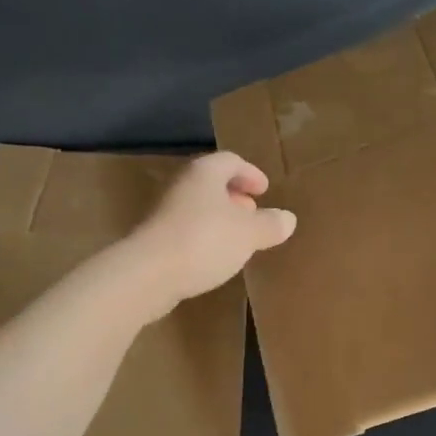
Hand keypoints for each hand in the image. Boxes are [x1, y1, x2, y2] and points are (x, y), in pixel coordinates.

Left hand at [115, 152, 296, 319]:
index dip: (250, 173)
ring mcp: (164, 212)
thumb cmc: (204, 241)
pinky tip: (214, 257)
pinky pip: (187, 229)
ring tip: (238, 238)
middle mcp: (182, 185)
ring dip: (219, 218)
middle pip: (211, 183)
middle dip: (234, 196)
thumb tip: (287, 219)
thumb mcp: (249, 234)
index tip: (264, 189)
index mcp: (204, 173)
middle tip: (252, 212)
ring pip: (198, 207)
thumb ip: (269, 224)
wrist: (147, 274)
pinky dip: (204, 236)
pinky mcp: (154, 239)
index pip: (231, 161)